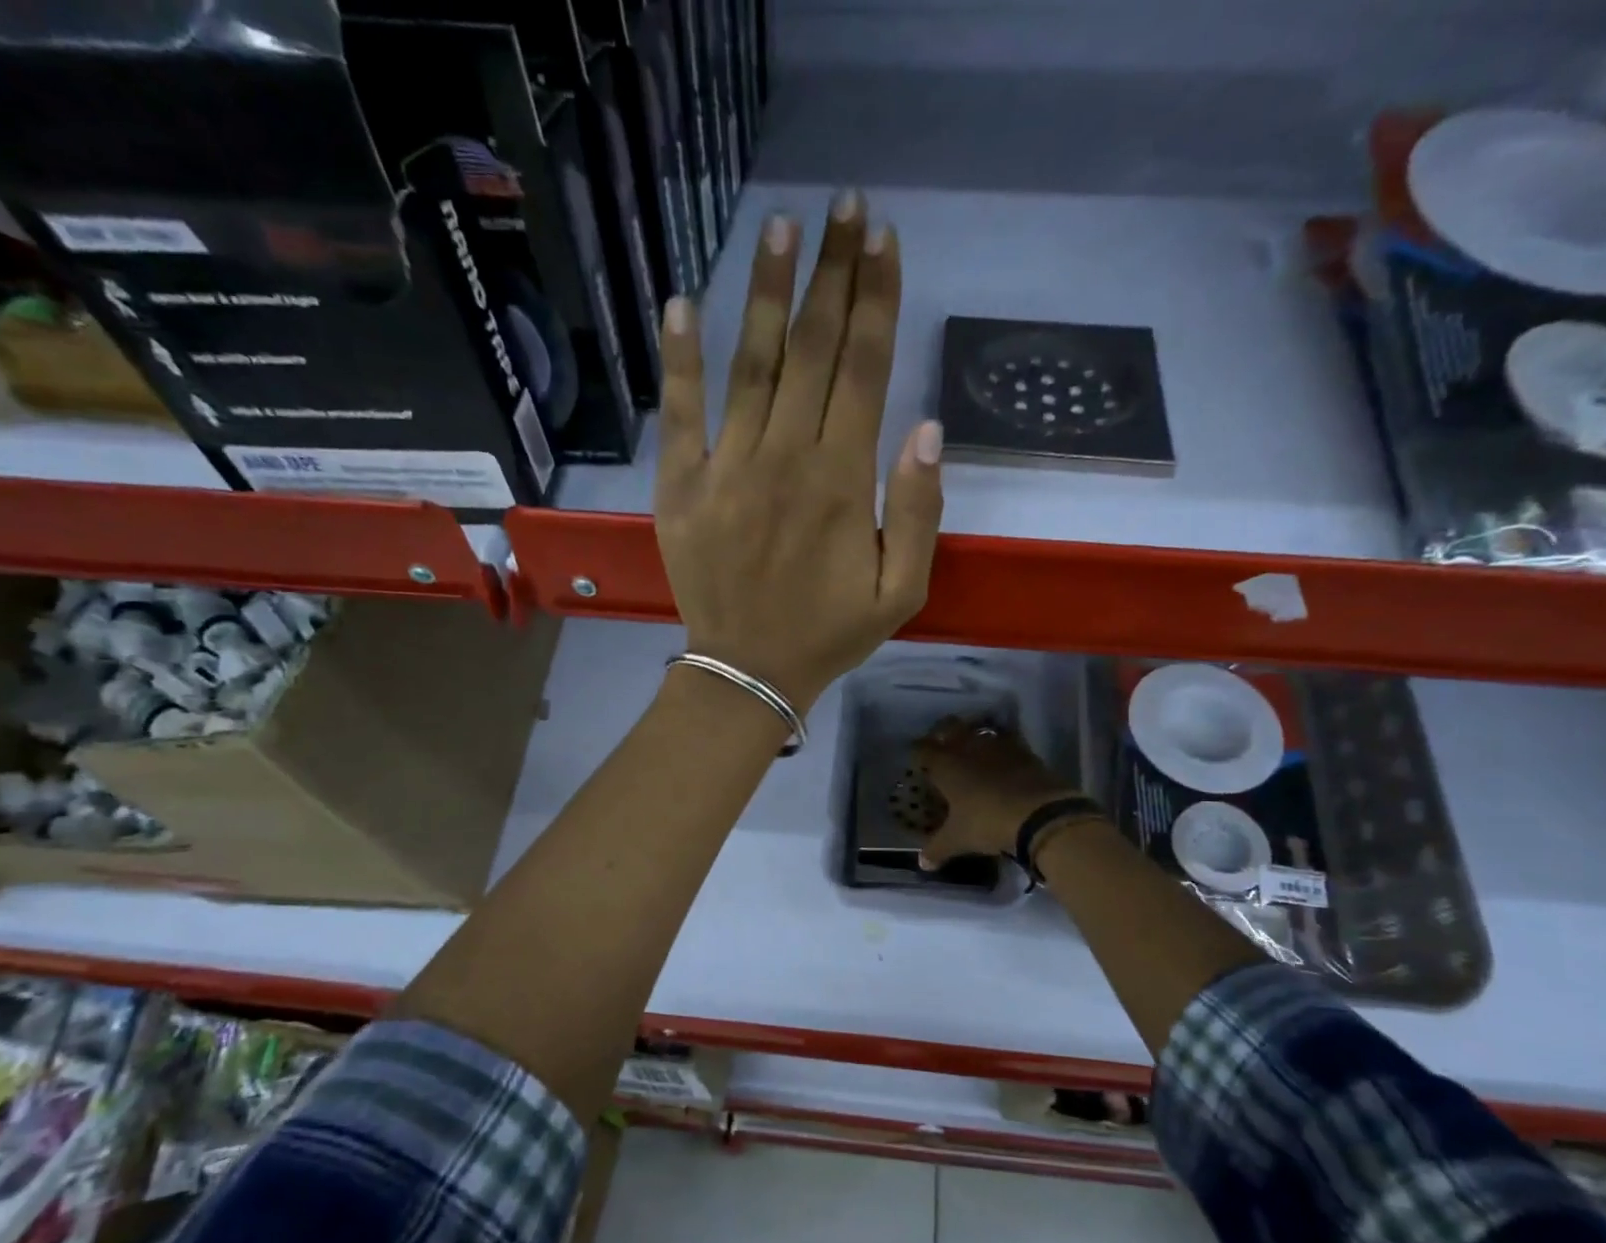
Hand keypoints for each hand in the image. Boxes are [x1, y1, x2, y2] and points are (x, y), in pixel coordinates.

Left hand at [654, 189, 943, 713]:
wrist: (748, 672)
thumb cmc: (829, 634)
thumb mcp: (901, 591)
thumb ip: (919, 512)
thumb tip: (925, 428)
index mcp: (842, 482)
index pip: (865, 370)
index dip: (877, 299)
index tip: (884, 239)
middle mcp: (785, 458)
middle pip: (814, 350)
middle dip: (833, 273)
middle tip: (845, 207)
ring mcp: (726, 468)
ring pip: (752, 365)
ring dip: (768, 293)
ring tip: (781, 227)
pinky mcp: (681, 486)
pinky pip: (679, 413)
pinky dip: (680, 359)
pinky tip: (682, 303)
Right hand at [912, 717, 1076, 868]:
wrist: (1039, 814)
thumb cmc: (986, 822)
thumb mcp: (958, 839)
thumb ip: (938, 849)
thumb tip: (923, 864)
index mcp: (945, 765)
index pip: (923, 749)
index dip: (918, 751)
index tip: (918, 757)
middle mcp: (968, 748)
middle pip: (950, 727)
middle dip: (943, 732)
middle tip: (942, 745)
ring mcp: (998, 746)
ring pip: (979, 730)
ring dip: (974, 736)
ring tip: (972, 748)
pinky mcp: (1024, 751)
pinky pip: (1007, 740)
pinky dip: (1002, 746)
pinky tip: (1002, 759)